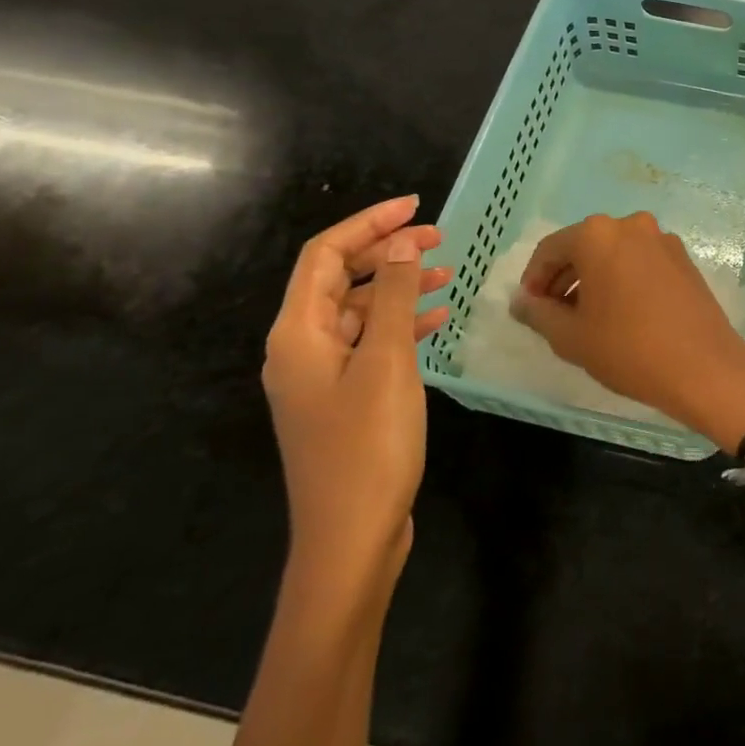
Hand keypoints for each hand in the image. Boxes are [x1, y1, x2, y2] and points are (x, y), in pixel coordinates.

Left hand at [261, 196, 451, 598]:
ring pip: (359, 311)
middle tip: (440, 238)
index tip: (416, 206)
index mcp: (298, 333)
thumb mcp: (386, 361)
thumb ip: (392, 296)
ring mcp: (322, 376)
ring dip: (398, 287)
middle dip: (387, 252)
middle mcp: (301, 348)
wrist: (352, 538)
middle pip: (340, 279)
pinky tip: (436, 320)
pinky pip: (371, 343)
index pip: (325, 255)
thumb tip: (400, 242)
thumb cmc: (368, 445)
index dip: (369, 223)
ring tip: (446, 274)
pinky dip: (401, 325)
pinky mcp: (344, 399)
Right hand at [511, 212, 744, 451]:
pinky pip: (640, 261)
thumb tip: (520, 300)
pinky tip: (620, 313)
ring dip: (593, 279)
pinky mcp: (684, 259)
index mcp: (598, 234)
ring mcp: (662, 240)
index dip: (533, 279)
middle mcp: (631, 225)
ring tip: (585, 317)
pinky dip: (622, 279)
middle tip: (553, 315)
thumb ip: (538, 313)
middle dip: (563, 278)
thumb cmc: (629, 349)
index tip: (529, 308)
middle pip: (583, 246)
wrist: (705, 368)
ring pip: (613, 253)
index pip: (550, 249)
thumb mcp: (571, 337)